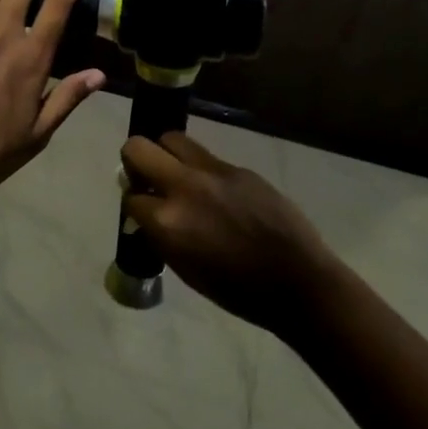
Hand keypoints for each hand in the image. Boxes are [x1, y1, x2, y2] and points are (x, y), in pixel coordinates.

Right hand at [120, 132, 339, 332]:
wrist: (297, 280)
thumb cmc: (236, 289)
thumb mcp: (184, 269)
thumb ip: (160, 235)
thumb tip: (146, 215)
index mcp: (166, 221)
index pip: (130, 196)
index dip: (134, 204)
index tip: (142, 212)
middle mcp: (184, 186)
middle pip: (138, 148)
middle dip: (134, 161)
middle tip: (147, 178)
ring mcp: (213, 172)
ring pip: (172, 139)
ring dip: (166, 154)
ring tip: (178, 176)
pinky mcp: (239, 168)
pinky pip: (207, 157)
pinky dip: (201, 169)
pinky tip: (216, 193)